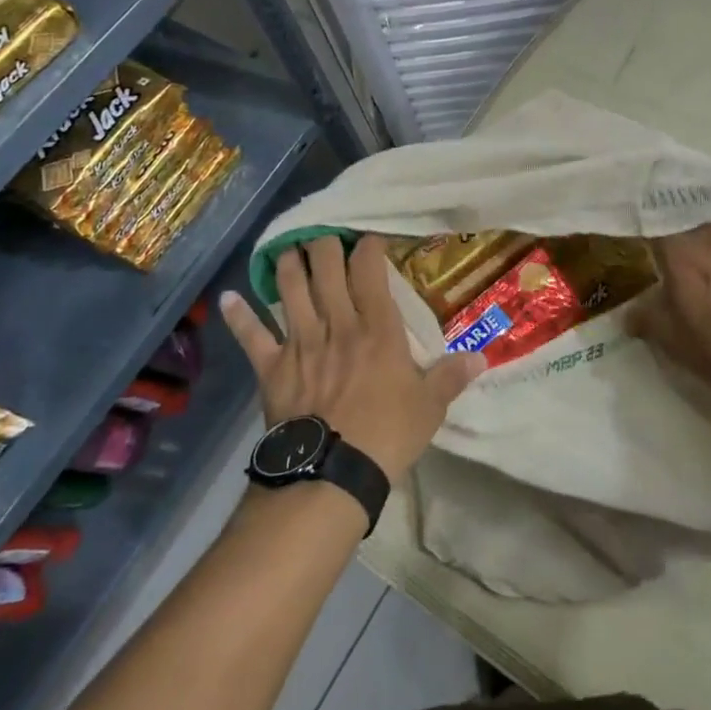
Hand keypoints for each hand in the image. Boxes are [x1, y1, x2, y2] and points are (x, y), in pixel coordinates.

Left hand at [219, 235, 483, 480]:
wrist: (332, 474)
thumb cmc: (387, 436)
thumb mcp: (429, 407)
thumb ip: (451, 377)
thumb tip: (482, 357)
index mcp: (377, 329)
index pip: (369, 271)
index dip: (367, 247)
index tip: (368, 237)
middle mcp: (337, 324)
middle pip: (326, 269)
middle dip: (325, 244)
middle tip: (326, 235)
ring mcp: (301, 343)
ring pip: (290, 289)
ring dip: (288, 265)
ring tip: (289, 249)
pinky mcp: (272, 368)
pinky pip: (252, 336)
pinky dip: (239, 316)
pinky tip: (228, 298)